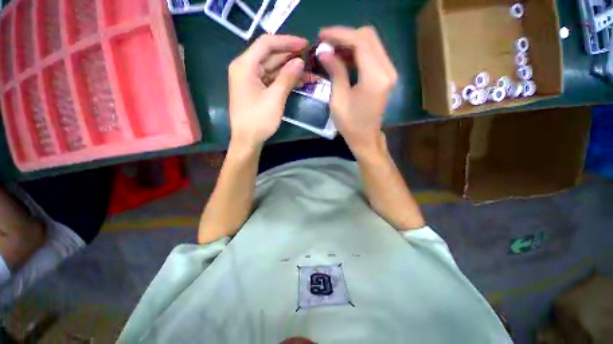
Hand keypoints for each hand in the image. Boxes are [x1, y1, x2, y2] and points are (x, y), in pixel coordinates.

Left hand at [228, 34, 307, 148]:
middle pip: (270, 55)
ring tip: (308, 72)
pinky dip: (284, 80)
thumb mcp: (275, 98)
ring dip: (290, 70)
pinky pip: (271, 79)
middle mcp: (245, 68)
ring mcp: (250, 79)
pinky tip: (299, 81)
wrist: (247, 140)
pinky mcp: (256, 89)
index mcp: (245, 65)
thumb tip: (300, 61)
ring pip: (272, 68)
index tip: (305, 44)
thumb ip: (287, 77)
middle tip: (310, 58)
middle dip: (290, 57)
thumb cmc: (258, 120)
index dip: (287, 42)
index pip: (267, 44)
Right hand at [317, 26, 397, 155]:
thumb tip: (324, 51)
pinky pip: (372, 55)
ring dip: (350, 43)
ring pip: (371, 43)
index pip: (360, 42)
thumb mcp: (338, 100)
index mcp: (375, 77)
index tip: (321, 35)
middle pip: (368, 37)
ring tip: (331, 51)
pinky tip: (343, 59)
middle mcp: (387, 70)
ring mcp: (389, 72)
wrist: (366, 138)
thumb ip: (335, 71)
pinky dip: (357, 53)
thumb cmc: (350, 125)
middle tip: (325, 43)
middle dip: (345, 36)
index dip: (340, 35)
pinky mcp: (386, 75)